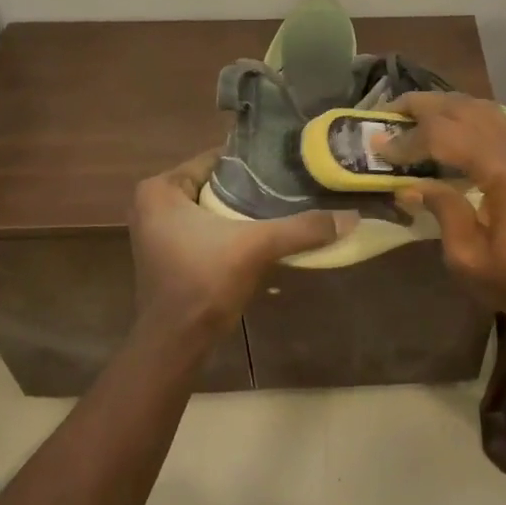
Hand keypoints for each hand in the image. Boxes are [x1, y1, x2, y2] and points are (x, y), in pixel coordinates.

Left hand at [129, 149, 354, 338]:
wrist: (175, 343)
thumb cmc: (204, 283)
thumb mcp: (256, 248)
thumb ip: (302, 228)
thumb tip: (352, 217)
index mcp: (161, 189)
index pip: (216, 160)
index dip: (254, 164)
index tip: (289, 164)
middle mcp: (153, 203)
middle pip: (216, 184)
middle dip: (252, 188)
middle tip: (293, 185)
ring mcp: (158, 231)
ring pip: (213, 209)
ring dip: (244, 212)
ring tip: (287, 207)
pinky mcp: (169, 255)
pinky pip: (207, 230)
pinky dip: (232, 231)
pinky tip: (265, 235)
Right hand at [383, 93, 505, 329]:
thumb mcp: (470, 258)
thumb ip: (442, 211)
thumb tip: (410, 186)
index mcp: (503, 169)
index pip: (443, 135)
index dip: (407, 140)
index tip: (376, 148)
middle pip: (463, 107)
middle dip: (421, 105)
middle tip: (385, 112)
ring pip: (481, 107)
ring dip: (443, 105)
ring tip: (410, 114)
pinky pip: (495, 120)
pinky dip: (464, 116)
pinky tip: (447, 131)